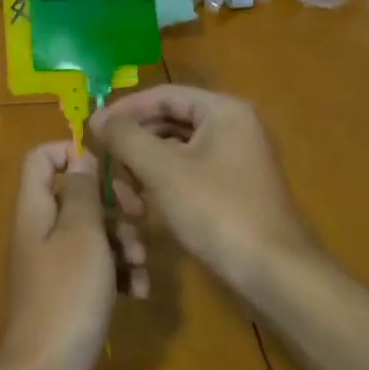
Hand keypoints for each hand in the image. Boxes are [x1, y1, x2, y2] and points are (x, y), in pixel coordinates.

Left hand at [0, 143, 147, 369]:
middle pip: (76, 196)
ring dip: (123, 242)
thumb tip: (81, 158)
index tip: (109, 167)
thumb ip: (82, 192)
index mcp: (35, 210)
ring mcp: (55, 266)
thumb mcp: (81, 235)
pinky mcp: (71, 296)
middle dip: (113, 203)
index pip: (41, 159)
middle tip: (138, 216)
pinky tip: (139, 292)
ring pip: (94, 233)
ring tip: (140, 265)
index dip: (71, 152)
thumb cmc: (66, 297)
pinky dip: (119, 273)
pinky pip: (98, 269)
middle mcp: (41, 232)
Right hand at [90, 86, 314, 289]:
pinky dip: (162, 185)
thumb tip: (99, 119)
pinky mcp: (232, 189)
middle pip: (168, 122)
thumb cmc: (217, 211)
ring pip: (174, 151)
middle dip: (134, 145)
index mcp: (223, 111)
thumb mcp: (163, 170)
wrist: (274, 274)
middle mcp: (232, 127)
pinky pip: (187, 172)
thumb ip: (126, 137)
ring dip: (144, 169)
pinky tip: (145, 209)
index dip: (125, 110)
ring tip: (126, 199)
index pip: (163, 95)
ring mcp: (234, 159)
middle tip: (106, 166)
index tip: (93, 130)